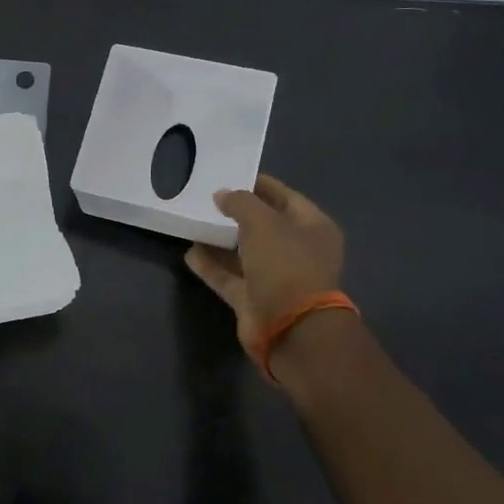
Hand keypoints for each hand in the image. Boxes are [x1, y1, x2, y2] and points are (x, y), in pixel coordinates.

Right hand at [184, 175, 344, 363]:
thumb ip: (240, 202)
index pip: (286, 197)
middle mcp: (297, 251)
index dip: (260, 185)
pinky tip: (190, 252)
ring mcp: (276, 277)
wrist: (290, 328)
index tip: (230, 175)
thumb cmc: (285, 264)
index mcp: (313, 228)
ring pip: (244, 252)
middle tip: (207, 198)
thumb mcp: (263, 222)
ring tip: (194, 222)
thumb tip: (222, 195)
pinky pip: (229, 277)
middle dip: (237, 213)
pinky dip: (211, 265)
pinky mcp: (254, 299)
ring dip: (220, 239)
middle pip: (264, 225)